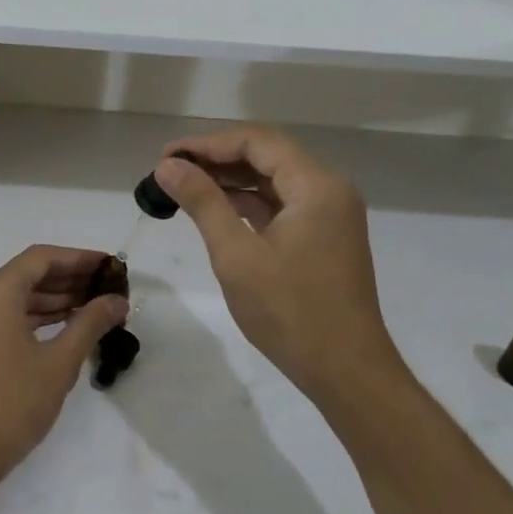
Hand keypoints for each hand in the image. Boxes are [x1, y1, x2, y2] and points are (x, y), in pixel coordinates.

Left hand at [0, 246, 128, 489]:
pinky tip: (65, 325)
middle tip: (108, 288)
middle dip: (70, 279)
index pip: (43, 258)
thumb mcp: (59, 363)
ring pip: (17, 295)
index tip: (110, 266)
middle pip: (29, 274)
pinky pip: (4, 315)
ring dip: (54, 299)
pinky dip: (34, 316)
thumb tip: (118, 301)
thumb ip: (90, 324)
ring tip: (94, 307)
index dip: (80, 259)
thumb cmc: (11, 403)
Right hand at [154, 126, 399, 404]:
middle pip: (266, 155)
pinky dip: (247, 202)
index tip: (166, 157)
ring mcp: (329, 214)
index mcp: (316, 185)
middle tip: (169, 171)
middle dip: (216, 158)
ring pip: (272, 180)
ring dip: (229, 180)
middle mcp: (328, 189)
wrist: (346, 372)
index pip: (257, 141)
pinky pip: (280, 204)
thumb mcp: (236, 254)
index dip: (207, 143)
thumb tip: (168, 166)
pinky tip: (214, 210)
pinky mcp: (323, 236)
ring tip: (183, 188)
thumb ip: (203, 202)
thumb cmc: (290, 312)